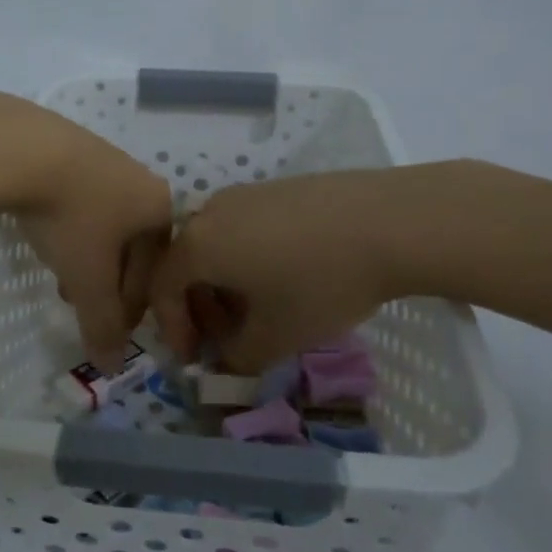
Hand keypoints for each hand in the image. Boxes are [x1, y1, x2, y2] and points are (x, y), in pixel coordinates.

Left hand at [0, 91, 171, 370]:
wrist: (21, 148)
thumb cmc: (71, 218)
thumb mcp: (88, 279)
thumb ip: (102, 324)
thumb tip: (112, 365)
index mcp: (159, 207)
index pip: (155, 271)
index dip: (132, 308)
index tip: (108, 330)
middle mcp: (141, 179)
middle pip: (132, 246)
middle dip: (109, 282)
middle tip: (83, 305)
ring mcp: (105, 157)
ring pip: (104, 222)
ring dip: (87, 256)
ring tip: (60, 277)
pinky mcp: (69, 146)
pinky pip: (79, 198)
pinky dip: (69, 226)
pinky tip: (44, 234)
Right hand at [149, 164, 487, 371]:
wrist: (389, 222)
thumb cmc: (319, 283)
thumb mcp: (276, 336)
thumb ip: (238, 358)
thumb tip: (226, 363)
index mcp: (198, 245)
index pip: (162, 288)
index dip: (172, 328)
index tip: (194, 358)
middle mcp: (211, 211)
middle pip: (187, 264)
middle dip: (199, 308)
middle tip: (226, 338)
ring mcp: (246, 194)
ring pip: (217, 245)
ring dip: (225, 285)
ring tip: (259, 310)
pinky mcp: (279, 187)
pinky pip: (245, 228)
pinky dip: (249, 259)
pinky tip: (286, 278)